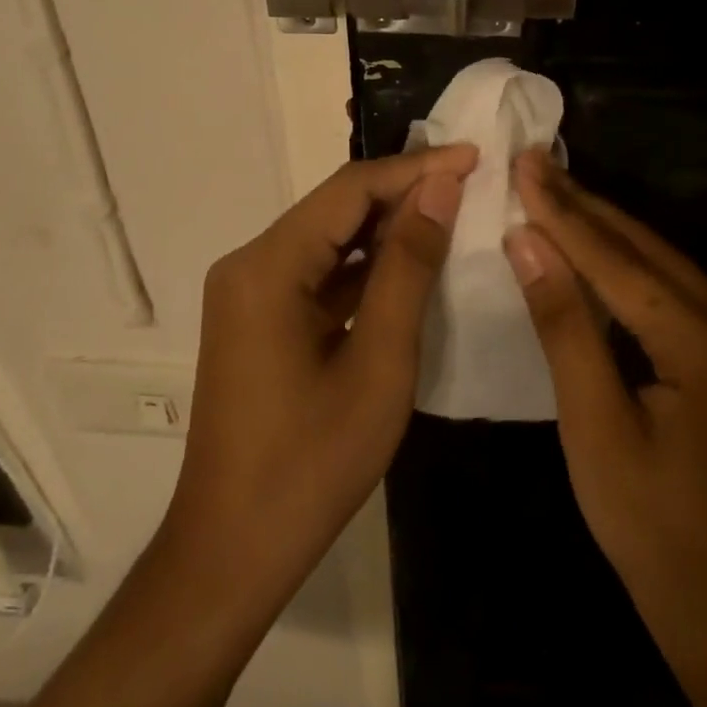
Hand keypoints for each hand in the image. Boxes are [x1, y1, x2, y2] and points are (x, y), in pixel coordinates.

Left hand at [168, 146, 476, 603]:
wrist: (232, 551)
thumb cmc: (311, 463)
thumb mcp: (379, 362)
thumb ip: (408, 267)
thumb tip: (440, 188)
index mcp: (268, 266)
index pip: (350, 189)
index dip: (416, 168)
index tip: (474, 156)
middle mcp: (249, 264)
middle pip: (336, 209)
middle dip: (404, 192)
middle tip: (472, 182)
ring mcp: (249, 293)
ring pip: (329, 240)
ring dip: (387, 229)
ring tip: (453, 213)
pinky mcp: (258, 320)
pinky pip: (318, 274)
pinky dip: (365, 268)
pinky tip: (410, 266)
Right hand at [503, 150, 706, 681]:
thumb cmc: (654, 533)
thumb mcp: (594, 430)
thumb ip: (564, 326)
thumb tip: (529, 241)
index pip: (620, 262)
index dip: (564, 213)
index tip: (523, 165)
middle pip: (649, 253)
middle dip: (586, 208)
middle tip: (535, 165)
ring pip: (668, 268)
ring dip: (609, 232)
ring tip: (556, 193)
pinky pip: (682, 295)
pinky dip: (635, 269)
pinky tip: (601, 252)